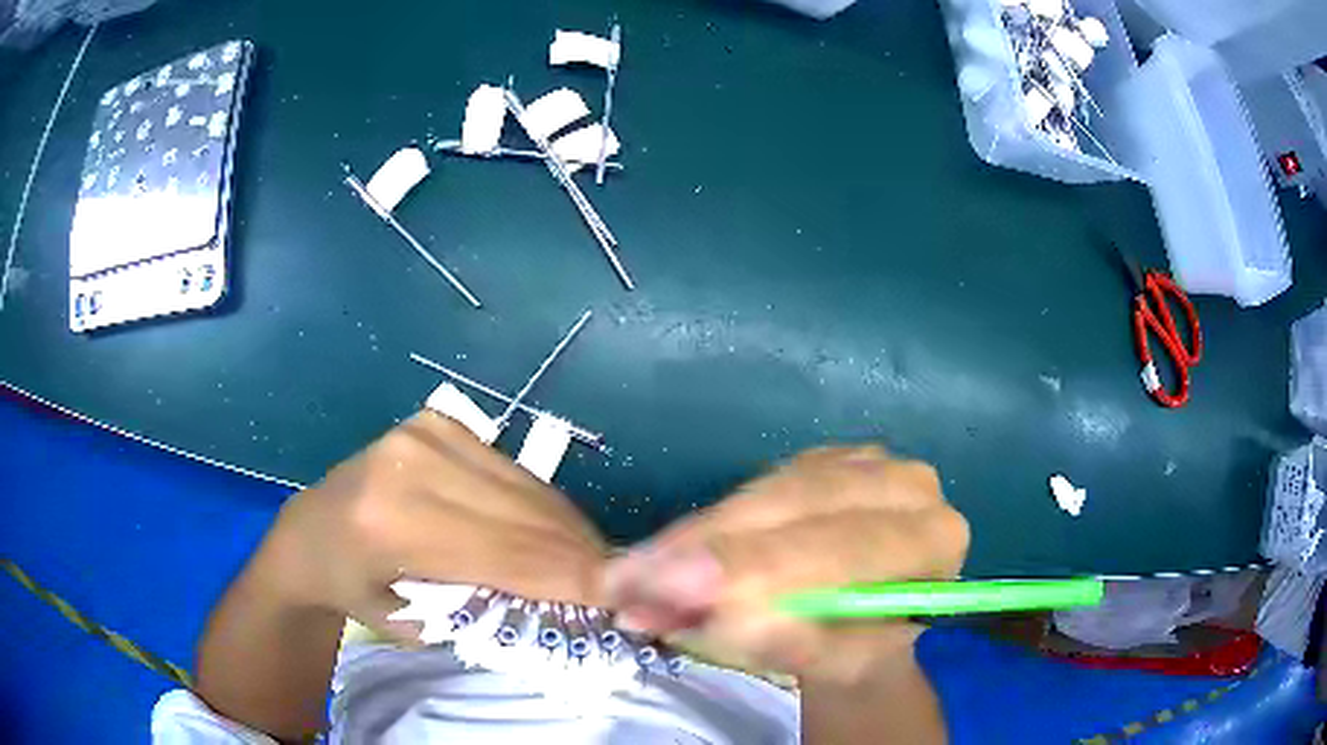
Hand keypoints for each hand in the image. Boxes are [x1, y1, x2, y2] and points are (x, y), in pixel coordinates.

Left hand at [253, 411, 607, 639]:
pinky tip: (555, 534)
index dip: (573, 579)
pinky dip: (542, 507)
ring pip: (527, 489)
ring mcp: (427, 431)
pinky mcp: (440, 421)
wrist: (312, 531)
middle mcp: (413, 462)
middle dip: (582, 555)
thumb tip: (568, 604)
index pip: (509, 553)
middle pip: (526, 516)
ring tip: (596, 564)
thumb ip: (489, 612)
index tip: (625, 603)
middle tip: (622, 587)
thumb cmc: (355, 589)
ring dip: (569, 530)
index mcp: (394, 521)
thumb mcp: (418, 624)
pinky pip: (513, 472)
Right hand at [603, 446, 968, 684]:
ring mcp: (860, 460)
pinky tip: (667, 554)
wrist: (871, 617)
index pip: (849, 546)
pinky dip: (705, 524)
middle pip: (799, 503)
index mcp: (932, 539)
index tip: (681, 585)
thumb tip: (707, 616)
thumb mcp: (834, 661)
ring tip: (631, 577)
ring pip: (765, 490)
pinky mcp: (820, 458)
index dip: (763, 564)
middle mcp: (904, 483)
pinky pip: (753, 487)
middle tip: (629, 582)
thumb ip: (785, 640)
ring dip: (693, 537)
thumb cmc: (862, 647)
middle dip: (709, 547)